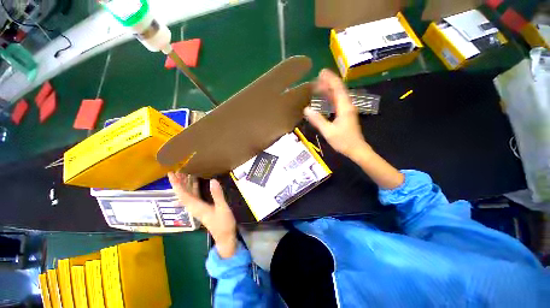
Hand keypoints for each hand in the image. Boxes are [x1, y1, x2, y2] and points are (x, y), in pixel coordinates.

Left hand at [168, 172, 237, 257]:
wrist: (225, 236)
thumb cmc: (223, 223)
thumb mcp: (222, 208)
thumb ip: (217, 195)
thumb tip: (213, 180)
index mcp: (196, 207)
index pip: (182, 194)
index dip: (176, 184)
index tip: (171, 174)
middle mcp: (194, 207)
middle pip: (182, 194)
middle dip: (178, 182)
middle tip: (177, 171)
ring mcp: (197, 208)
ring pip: (188, 194)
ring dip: (185, 184)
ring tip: (184, 174)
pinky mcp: (202, 207)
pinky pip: (194, 195)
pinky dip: (193, 188)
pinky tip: (195, 182)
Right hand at [304, 69, 371, 159]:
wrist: (356, 149)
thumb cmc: (343, 141)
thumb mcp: (328, 131)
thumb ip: (318, 120)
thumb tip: (306, 109)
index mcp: (344, 107)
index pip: (337, 88)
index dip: (330, 79)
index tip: (321, 72)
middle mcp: (347, 105)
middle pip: (338, 90)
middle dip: (328, 82)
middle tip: (316, 78)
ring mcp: (347, 110)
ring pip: (338, 95)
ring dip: (329, 89)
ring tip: (318, 85)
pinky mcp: (345, 114)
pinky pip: (337, 102)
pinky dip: (331, 97)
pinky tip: (325, 98)